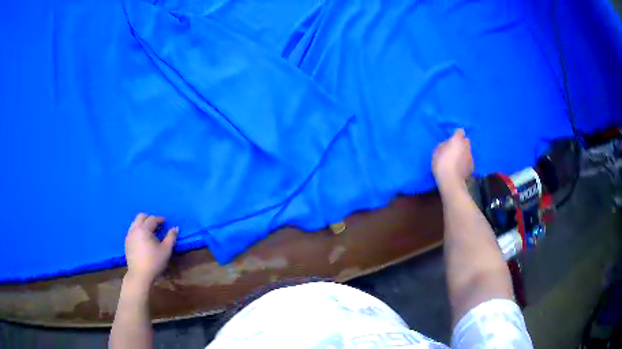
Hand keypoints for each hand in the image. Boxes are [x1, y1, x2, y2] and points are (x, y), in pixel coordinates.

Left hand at [125, 213, 177, 287]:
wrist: (139, 274)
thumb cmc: (154, 262)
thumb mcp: (166, 250)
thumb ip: (171, 237)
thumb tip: (175, 228)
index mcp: (144, 229)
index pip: (152, 219)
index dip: (159, 219)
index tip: (165, 221)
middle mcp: (135, 229)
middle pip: (140, 217)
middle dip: (149, 217)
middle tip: (157, 223)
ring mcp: (129, 235)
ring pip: (135, 222)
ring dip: (142, 222)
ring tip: (149, 229)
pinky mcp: (127, 242)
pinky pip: (132, 230)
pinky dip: (137, 229)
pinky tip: (142, 237)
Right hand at [432, 129, 473, 189]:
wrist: (451, 180)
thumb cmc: (441, 163)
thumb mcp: (436, 152)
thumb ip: (443, 145)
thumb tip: (447, 145)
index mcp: (457, 140)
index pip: (460, 131)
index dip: (457, 135)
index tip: (452, 139)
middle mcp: (466, 146)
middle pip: (466, 141)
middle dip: (462, 143)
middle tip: (455, 149)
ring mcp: (470, 156)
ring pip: (468, 151)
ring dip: (464, 153)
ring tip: (457, 160)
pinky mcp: (472, 166)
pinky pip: (469, 161)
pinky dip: (465, 163)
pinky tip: (460, 168)